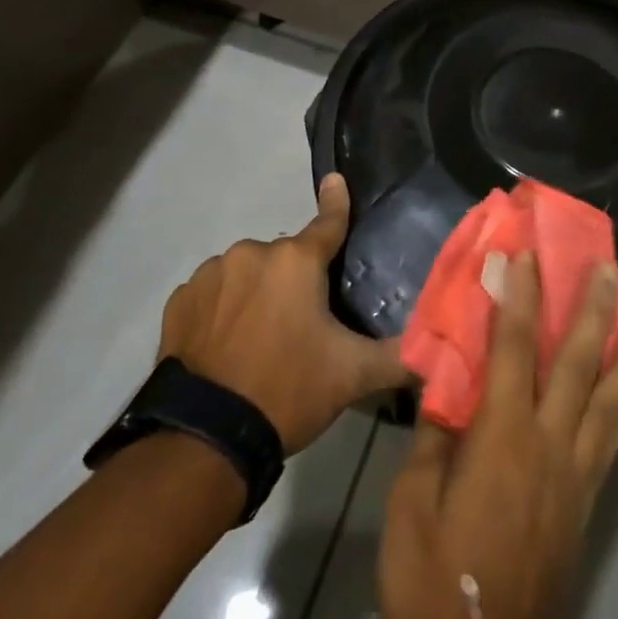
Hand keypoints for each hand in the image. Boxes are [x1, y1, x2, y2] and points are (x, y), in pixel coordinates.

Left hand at [157, 173, 408, 453]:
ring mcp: (211, 274)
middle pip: (285, 258)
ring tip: (257, 341)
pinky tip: (223, 344)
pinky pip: (212, 293)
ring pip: (246, 273)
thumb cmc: (287, 391)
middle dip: (294, 280)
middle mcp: (252, 253)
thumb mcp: (353, 375)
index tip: (335, 180)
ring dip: (256, 293)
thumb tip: (437, 351)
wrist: (205, 438)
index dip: (336, 203)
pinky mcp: (180, 301)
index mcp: (296, 260)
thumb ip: (399, 355)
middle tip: (299, 325)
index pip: (328, 222)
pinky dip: (221, 308)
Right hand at [377, 251, 617, 618]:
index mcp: (501, 438)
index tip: (526, 252)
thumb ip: (433, 437)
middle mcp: (549, 445)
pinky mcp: (585, 503)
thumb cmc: (431, 583)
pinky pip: (612, 440)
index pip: (515, 347)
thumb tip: (445, 383)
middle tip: (610, 266)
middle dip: (594, 308)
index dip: (521, 295)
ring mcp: (574, 475)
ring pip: (611, 398)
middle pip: (579, 363)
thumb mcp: (410, 505)